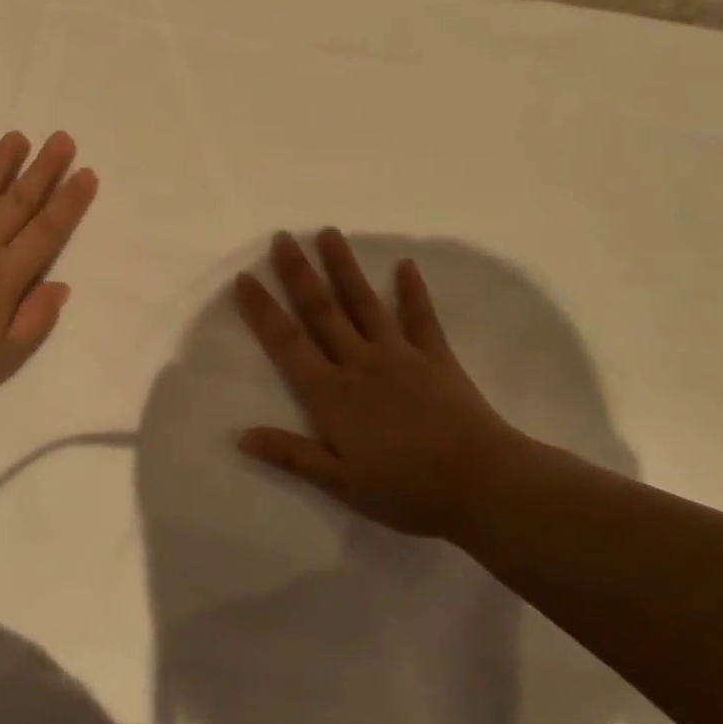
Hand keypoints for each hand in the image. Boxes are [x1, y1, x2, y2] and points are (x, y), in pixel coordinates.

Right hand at [234, 229, 537, 539]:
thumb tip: (241, 436)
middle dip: (299, 273)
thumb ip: (292, 455)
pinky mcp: (436, 357)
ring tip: (330, 233)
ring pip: (364, 303)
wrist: (481, 482)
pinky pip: (421, 317)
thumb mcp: (341, 483)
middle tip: (283, 237)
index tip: (245, 278)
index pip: (288, 344)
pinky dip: (412, 290)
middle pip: (323, 311)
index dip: (263, 311)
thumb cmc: (406, 490)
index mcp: (332, 394)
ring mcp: (400, 355)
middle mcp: (360, 363)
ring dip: (345, 267)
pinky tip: (406, 265)